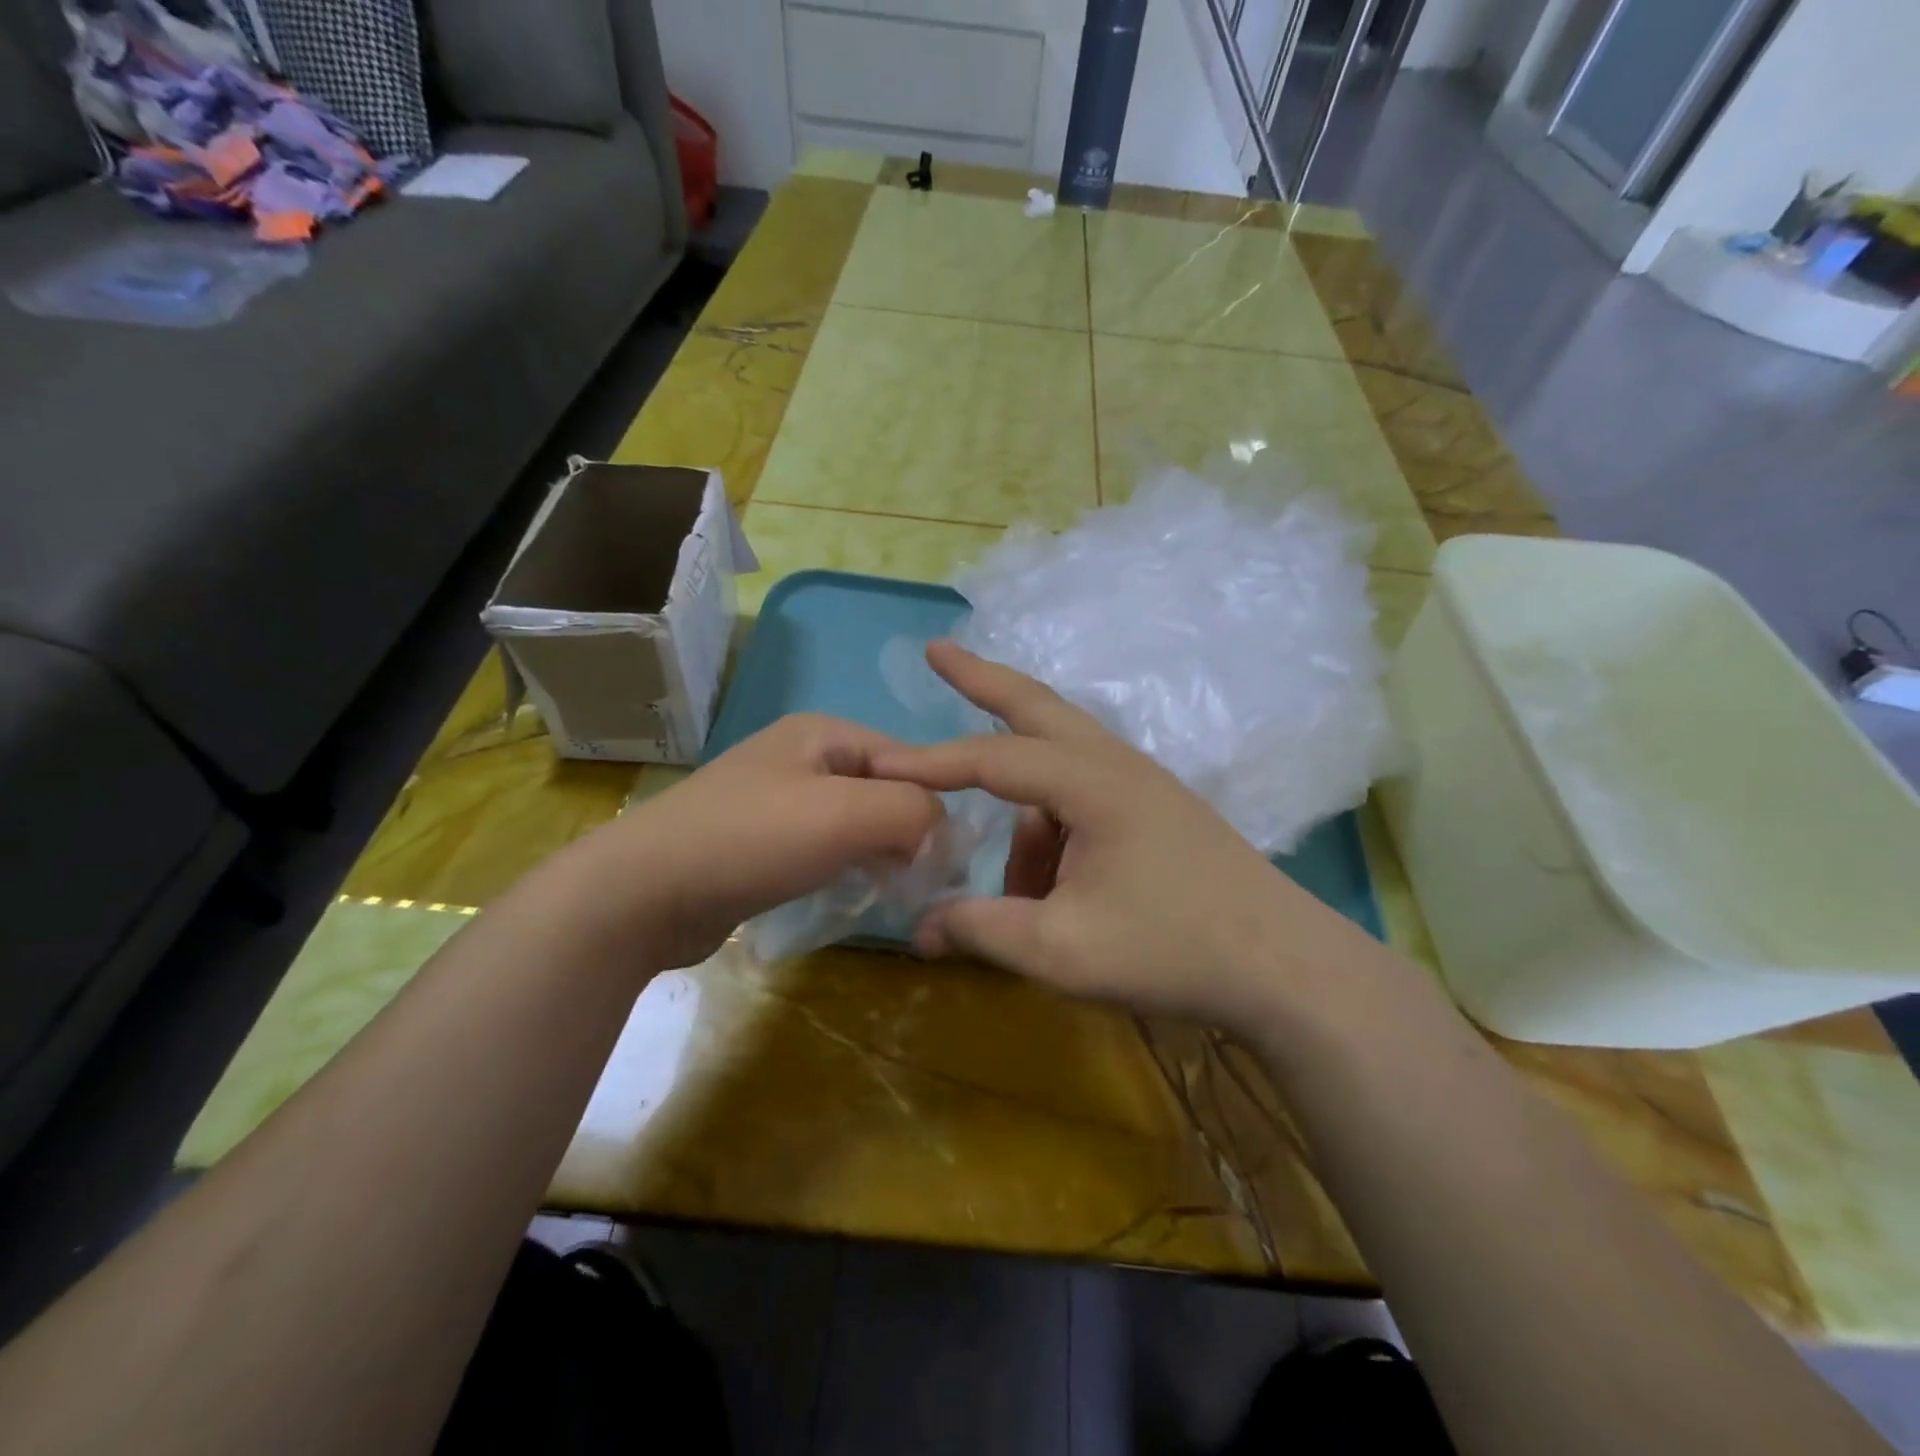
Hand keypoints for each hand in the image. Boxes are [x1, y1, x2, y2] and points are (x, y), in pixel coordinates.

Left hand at [582, 714, 941, 969]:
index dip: (934, 804)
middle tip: (921, 880)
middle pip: (881, 790)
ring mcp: (776, 800)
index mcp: (822, 733)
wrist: (643, 893)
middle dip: (907, 832)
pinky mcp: (760, 843)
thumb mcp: (846, 814)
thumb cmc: (752, 840)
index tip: (947, 858)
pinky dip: (845, 868)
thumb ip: (912, 810)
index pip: (907, 759)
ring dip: (879, 854)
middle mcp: (801, 757)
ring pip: (854, 822)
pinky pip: (823, 848)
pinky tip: (850, 894)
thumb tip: (940, 831)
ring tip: (891, 890)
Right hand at [870, 644, 1354, 1031]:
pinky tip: (1055, 890)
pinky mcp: (1155, 809)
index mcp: (1092, 783)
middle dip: (981, 680)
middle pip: (1037, 706)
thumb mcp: (1060, 950)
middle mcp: (1116, 765)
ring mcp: (1141, 783)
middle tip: (937, 652)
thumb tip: (921, 930)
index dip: (930, 763)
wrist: (1285, 966)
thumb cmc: (1172, 950)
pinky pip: (1082, 798)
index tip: (878, 766)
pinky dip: (1052, 829)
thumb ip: (982, 930)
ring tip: (1018, 894)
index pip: (993, 758)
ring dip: (1020, 805)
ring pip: (1060, 762)